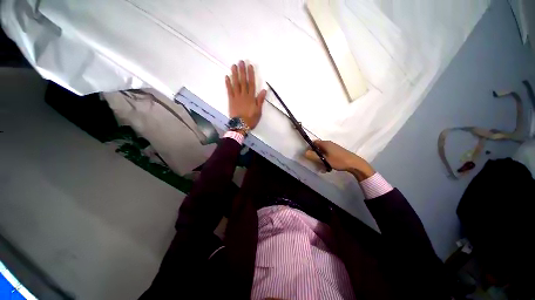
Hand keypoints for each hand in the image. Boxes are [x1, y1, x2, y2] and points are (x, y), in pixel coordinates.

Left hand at [225, 60, 266, 129]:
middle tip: (240, 62)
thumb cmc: (251, 119)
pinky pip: (229, 90)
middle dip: (242, 71)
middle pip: (243, 81)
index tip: (249, 66)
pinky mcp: (231, 100)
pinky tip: (227, 77)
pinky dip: (228, 83)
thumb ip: (260, 100)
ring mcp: (236, 97)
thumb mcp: (258, 111)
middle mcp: (244, 95)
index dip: (251, 74)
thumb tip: (264, 90)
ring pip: (236, 84)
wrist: (240, 126)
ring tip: (233, 66)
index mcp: (251, 98)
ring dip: (234, 74)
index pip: (251, 84)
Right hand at [304, 140, 375, 180]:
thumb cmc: (338, 160)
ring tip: (322, 166)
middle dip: (315, 155)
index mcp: (325, 143)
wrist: (354, 163)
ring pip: (323, 152)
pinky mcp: (337, 151)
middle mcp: (329, 143)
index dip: (309, 148)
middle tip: (316, 162)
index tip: (309, 156)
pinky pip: (328, 154)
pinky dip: (326, 159)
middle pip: (318, 148)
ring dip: (321, 158)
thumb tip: (304, 152)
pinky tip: (328, 166)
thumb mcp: (324, 159)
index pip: (313, 142)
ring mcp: (333, 147)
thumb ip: (314, 156)